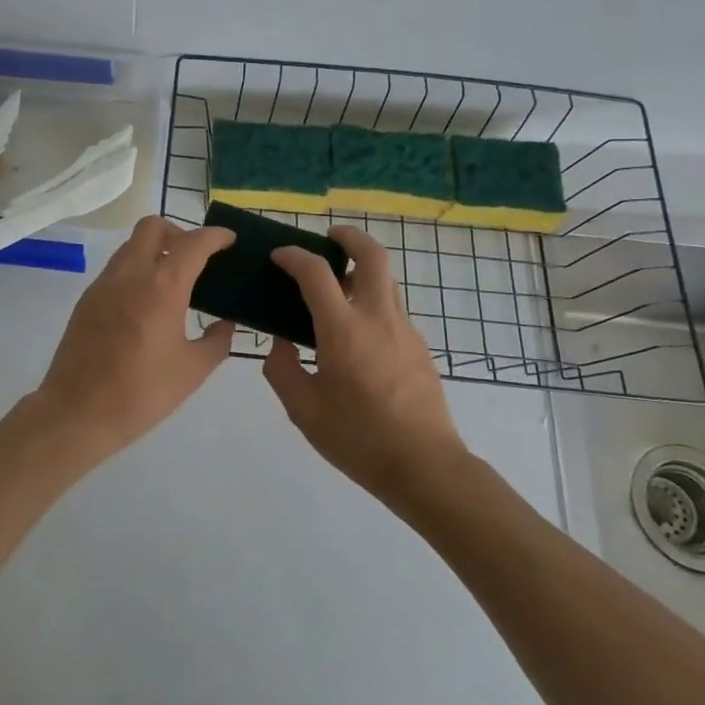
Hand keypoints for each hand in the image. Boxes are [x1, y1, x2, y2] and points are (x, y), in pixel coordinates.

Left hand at [28, 216, 236, 460]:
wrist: (77, 413)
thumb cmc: (141, 393)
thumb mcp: (192, 371)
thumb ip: (217, 341)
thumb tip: (226, 324)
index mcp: (162, 287)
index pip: (193, 243)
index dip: (215, 236)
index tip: (229, 239)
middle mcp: (131, 274)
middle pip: (153, 226)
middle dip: (179, 231)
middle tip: (196, 258)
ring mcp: (104, 284)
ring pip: (132, 245)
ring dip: (155, 250)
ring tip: (174, 281)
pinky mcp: (87, 299)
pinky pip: (117, 268)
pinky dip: (137, 270)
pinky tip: (147, 303)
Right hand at [262, 226, 465, 500]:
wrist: (425, 467)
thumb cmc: (358, 438)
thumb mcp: (303, 410)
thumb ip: (282, 369)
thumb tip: (281, 343)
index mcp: (343, 330)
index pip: (316, 273)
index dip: (294, 256)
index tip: (279, 257)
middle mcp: (378, 318)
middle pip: (372, 255)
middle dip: (349, 237)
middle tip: (329, 238)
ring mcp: (405, 331)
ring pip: (386, 281)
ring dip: (362, 271)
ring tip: (338, 289)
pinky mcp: (420, 348)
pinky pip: (392, 311)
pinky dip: (372, 304)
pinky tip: (357, 338)